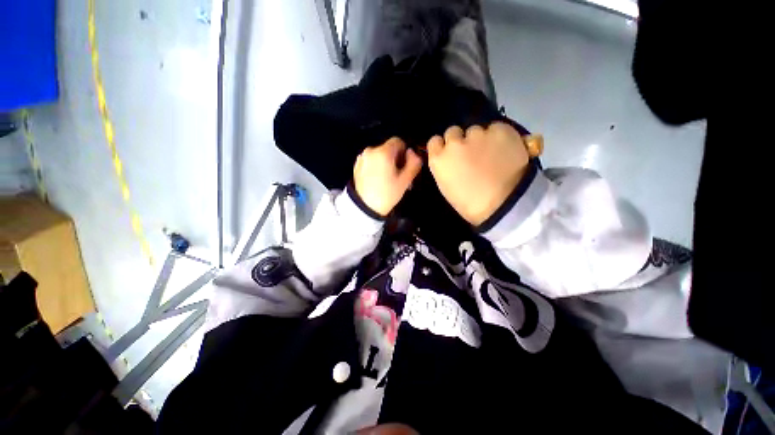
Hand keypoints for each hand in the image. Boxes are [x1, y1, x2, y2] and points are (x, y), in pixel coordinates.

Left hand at [353, 137, 422, 215]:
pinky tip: (378, 180)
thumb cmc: (387, 194)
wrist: (364, 207)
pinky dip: (376, 166)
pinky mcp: (357, 165)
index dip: (404, 152)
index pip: (398, 141)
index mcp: (383, 152)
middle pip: (388, 148)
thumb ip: (413, 163)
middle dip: (395, 159)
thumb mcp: (405, 180)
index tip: (404, 166)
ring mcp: (362, 158)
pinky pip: (371, 161)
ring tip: (388, 179)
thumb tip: (413, 152)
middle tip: (398, 176)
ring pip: (380, 155)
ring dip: (386, 163)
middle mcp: (371, 150)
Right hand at [427, 123, 529, 225]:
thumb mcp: (447, 186)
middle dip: (460, 140)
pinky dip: (499, 136)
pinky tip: (505, 149)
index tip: (450, 154)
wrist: (504, 204)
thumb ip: (445, 167)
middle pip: (453, 131)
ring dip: (480, 139)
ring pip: (476, 130)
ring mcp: (478, 135)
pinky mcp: (500, 130)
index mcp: (439, 160)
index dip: (443, 146)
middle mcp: (455, 143)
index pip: (434, 141)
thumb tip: (451, 159)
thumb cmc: (470, 203)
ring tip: (492, 153)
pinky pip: (496, 128)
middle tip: (471, 152)